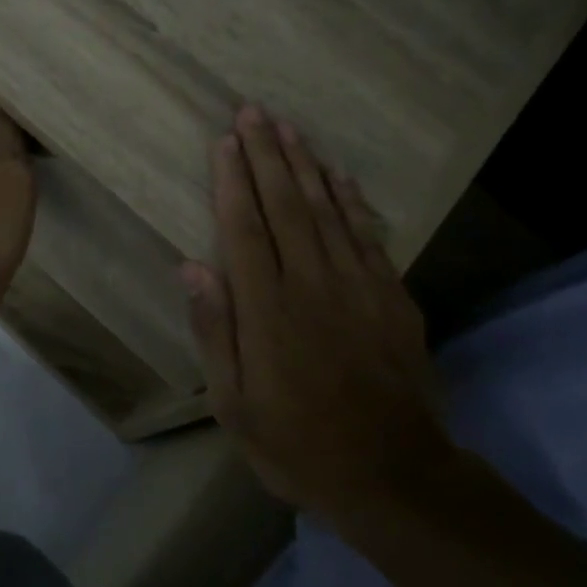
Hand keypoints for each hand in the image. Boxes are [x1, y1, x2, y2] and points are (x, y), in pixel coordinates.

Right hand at [181, 104, 449, 521]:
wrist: (393, 474)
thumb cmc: (298, 444)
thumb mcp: (235, 405)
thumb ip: (216, 331)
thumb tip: (192, 266)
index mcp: (268, 310)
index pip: (245, 229)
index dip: (232, 181)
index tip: (225, 141)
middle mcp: (312, 284)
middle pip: (285, 206)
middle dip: (267, 155)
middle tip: (253, 112)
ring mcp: (358, 287)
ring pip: (327, 211)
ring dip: (305, 166)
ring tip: (289, 128)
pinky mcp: (392, 297)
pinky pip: (367, 236)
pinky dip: (351, 201)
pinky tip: (338, 176)